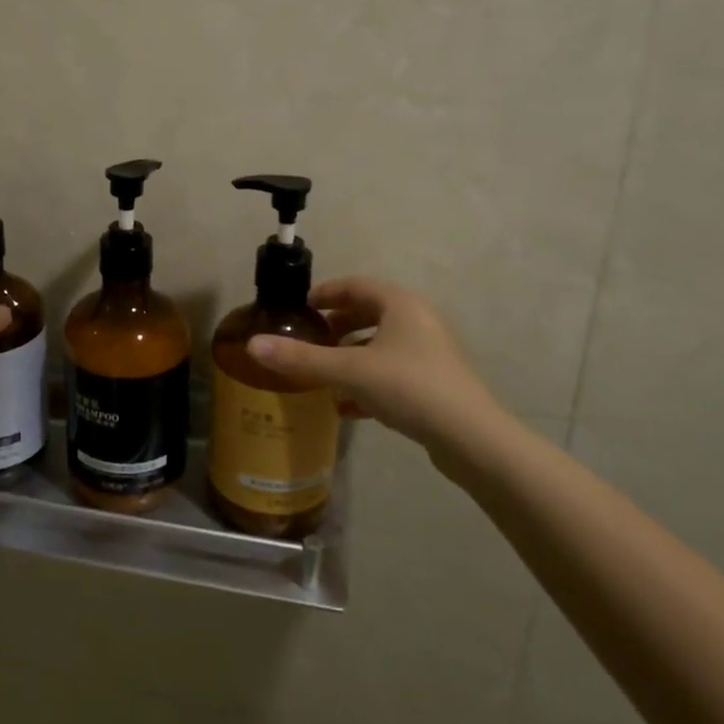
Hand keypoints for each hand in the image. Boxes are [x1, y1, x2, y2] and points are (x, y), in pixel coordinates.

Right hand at [244, 277, 501, 471]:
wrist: (470, 438)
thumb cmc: (408, 387)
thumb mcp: (349, 371)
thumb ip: (301, 359)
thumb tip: (253, 345)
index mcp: (400, 304)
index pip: (356, 285)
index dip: (325, 293)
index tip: (300, 307)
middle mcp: (418, 321)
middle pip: (369, 313)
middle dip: (336, 325)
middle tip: (308, 338)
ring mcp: (430, 352)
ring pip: (381, 345)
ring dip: (350, 355)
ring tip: (322, 372)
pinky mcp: (436, 383)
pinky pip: (393, 371)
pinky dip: (367, 381)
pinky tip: (347, 406)